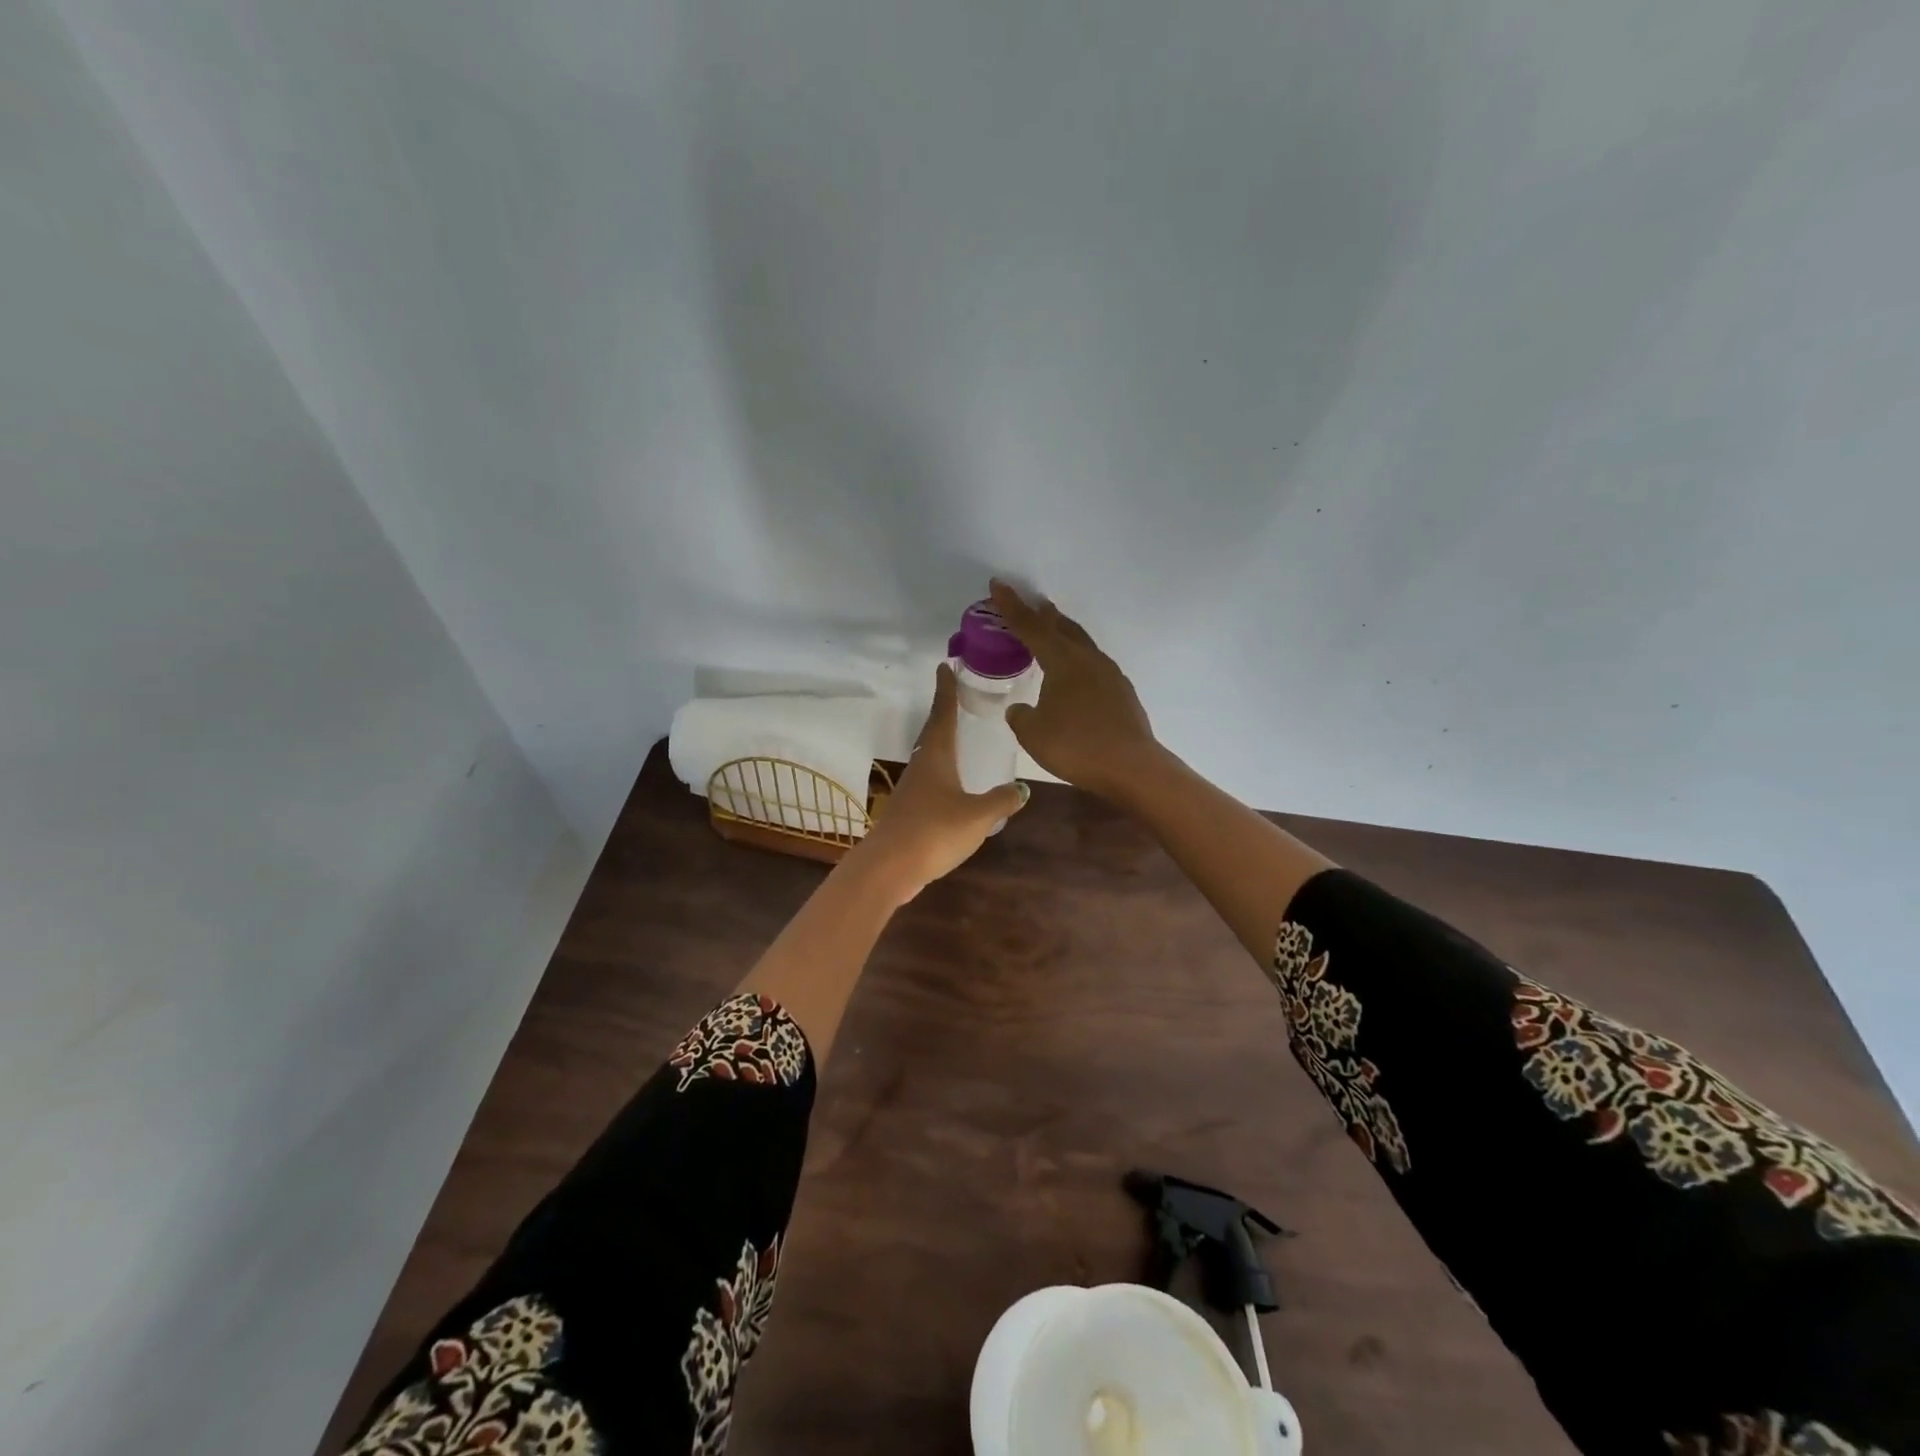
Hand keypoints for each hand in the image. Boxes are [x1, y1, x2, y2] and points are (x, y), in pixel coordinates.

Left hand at [848, 663, 1029, 902]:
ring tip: (957, 735)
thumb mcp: (977, 815)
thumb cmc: (934, 831)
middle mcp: (921, 766)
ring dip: (941, 741)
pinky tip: (952, 784)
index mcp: (936, 756)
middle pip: (932, 732)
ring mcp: (911, 789)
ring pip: (929, 756)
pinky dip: (941, 771)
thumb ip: (1001, 800)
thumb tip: (1022, 788)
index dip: (945, 690)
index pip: (942, 714)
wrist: (890, 867)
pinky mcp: (908, 811)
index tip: (945, 666)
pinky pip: (929, 780)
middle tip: (954, 694)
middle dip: (943, 711)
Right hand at [989, 579, 1158, 797]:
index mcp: (1063, 662)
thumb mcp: (1033, 734)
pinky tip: (1074, 671)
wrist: (1131, 767)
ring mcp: (1109, 674)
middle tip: (1029, 604)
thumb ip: (1021, 716)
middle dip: (1042, 614)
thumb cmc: (1076, 747)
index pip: (1031, 627)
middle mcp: (1088, 660)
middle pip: (1062, 627)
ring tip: (1052, 630)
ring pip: (1081, 643)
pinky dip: (1077, 657)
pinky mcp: (1121, 692)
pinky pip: (1093, 663)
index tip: (998, 585)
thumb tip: (1020, 709)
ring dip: (1063, 633)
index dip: (1011, 607)